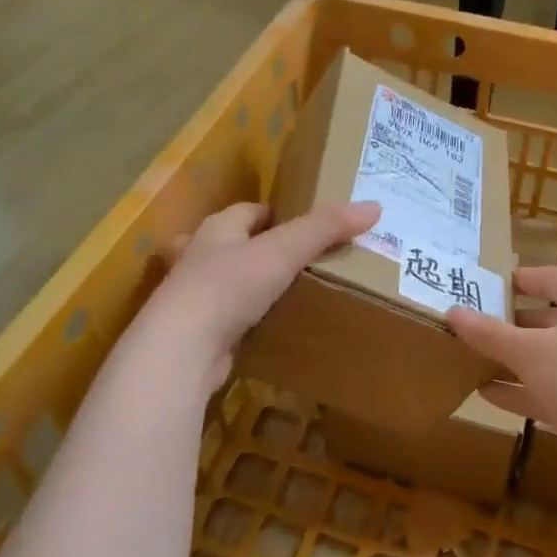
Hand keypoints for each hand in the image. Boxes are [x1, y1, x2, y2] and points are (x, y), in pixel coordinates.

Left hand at [141, 200, 381, 389]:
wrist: (182, 349)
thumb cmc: (228, 287)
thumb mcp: (283, 251)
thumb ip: (325, 229)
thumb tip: (373, 207)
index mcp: (217, 229)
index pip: (249, 211)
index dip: (278, 215)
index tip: (308, 227)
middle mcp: (200, 257)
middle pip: (235, 244)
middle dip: (261, 249)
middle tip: (302, 261)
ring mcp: (194, 296)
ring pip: (228, 282)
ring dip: (251, 285)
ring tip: (290, 293)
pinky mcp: (198, 332)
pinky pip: (229, 318)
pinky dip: (247, 319)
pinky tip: (270, 328)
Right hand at [448, 266, 556, 496]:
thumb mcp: (531, 351)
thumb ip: (490, 333)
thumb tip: (452, 312)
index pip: (540, 277)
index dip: (507, 282)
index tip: (470, 288)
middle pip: (540, 317)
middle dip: (503, 323)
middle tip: (458, 327)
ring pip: (543, 356)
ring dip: (509, 359)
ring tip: (463, 359)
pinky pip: (548, 389)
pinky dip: (520, 390)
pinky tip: (485, 393)